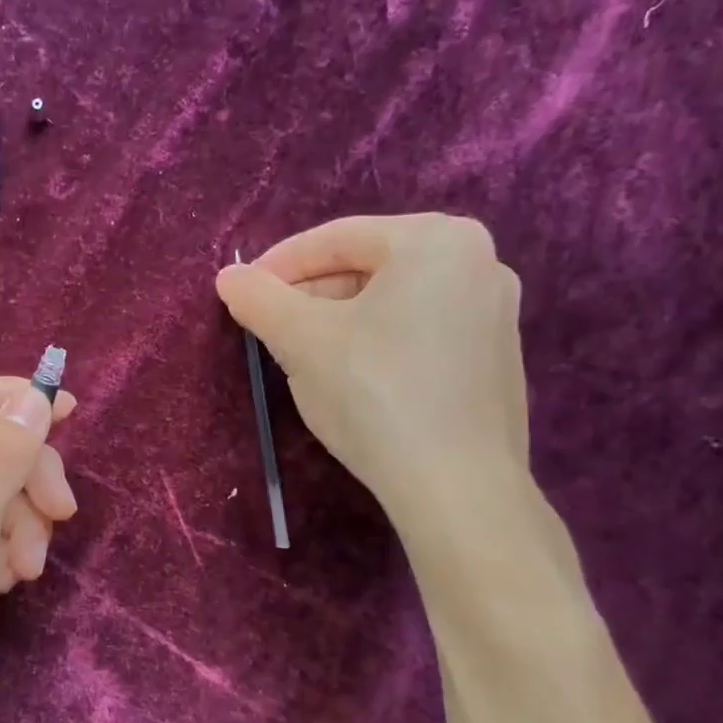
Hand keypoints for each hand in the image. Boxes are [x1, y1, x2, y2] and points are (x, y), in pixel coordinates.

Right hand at [215, 214, 526, 517]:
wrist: (456, 485)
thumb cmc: (374, 393)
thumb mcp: (301, 340)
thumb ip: (259, 299)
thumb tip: (228, 277)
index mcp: (437, 240)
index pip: (336, 238)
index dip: (278, 264)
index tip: (240, 292)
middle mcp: (478, 262)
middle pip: (367, 267)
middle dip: (310, 296)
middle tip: (269, 328)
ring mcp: (494, 312)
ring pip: (391, 302)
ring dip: (338, 321)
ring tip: (301, 355)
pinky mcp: (495, 358)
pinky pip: (418, 331)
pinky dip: (375, 342)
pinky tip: (350, 379)